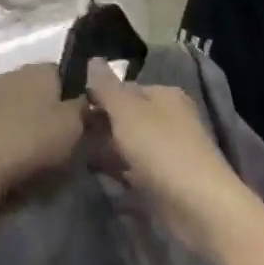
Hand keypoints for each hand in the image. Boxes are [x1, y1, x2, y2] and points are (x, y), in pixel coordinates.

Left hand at [0, 64, 86, 220]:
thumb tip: (93, 101)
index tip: (88, 120)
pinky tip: (17, 160)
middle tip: (69, 139)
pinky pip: (3, 126)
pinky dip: (11, 139)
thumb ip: (89, 109)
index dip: (81, 96)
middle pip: (44, 90)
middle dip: (55, 110)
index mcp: (39, 68)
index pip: (69, 72)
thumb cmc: (32, 142)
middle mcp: (13, 74)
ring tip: (42, 154)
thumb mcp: (77, 126)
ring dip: (31, 125)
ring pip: (22, 108)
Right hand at [83, 60, 246, 251]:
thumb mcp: (127, 112)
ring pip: (130, 145)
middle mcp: (170, 119)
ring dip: (106, 149)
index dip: (98, 95)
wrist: (197, 205)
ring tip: (72, 154)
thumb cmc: (161, 149)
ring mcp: (169, 152)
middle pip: (128, 117)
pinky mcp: (165, 182)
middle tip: (66, 133)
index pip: (126, 88)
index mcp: (166, 96)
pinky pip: (134, 171)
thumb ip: (107, 87)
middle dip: (100, 124)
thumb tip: (93, 59)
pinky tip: (95, 176)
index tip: (68, 107)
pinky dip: (117, 172)